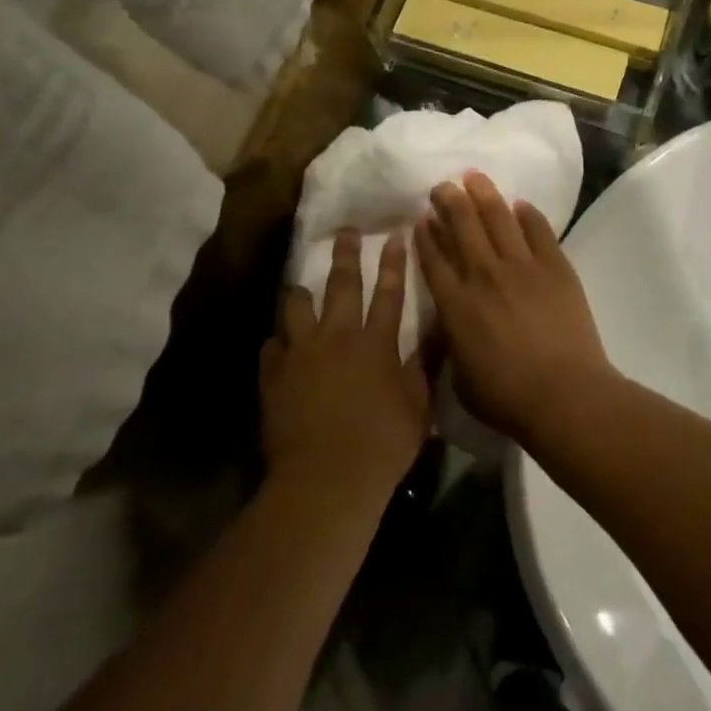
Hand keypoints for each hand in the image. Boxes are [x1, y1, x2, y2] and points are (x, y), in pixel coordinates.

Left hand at [261, 230, 431, 500]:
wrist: (326, 478)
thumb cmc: (383, 444)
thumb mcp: (418, 406)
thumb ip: (425, 365)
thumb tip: (438, 332)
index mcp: (376, 343)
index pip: (390, 293)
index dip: (394, 264)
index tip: (395, 237)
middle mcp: (337, 338)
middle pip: (342, 286)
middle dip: (347, 256)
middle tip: (346, 232)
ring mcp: (301, 354)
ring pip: (297, 308)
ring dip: (301, 293)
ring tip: (300, 287)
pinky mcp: (274, 376)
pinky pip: (272, 347)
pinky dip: (278, 343)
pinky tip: (279, 345)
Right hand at [413, 173, 615, 443]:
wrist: (563, 394)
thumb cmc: (506, 398)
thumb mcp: (460, 378)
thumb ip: (452, 344)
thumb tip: (452, 325)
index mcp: (455, 305)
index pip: (433, 259)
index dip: (425, 235)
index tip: (422, 218)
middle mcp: (483, 276)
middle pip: (462, 226)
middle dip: (449, 201)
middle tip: (443, 186)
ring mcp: (522, 267)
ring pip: (498, 218)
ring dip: (483, 194)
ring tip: (474, 177)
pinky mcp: (555, 266)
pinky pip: (539, 230)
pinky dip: (527, 215)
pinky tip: (520, 205)